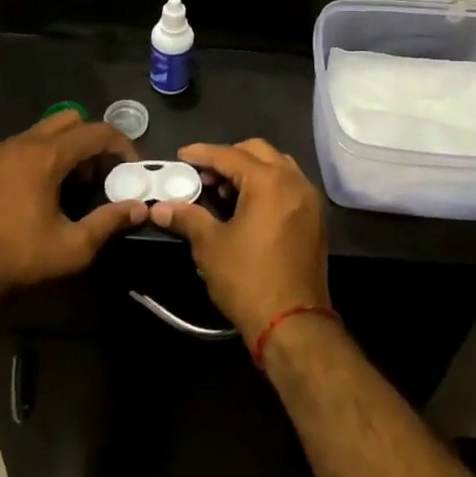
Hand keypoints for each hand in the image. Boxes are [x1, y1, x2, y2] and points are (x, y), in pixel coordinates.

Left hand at [0, 112, 148, 308]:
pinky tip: (22, 193)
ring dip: (57, 150)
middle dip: (88, 141)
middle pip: (67, 120)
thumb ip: (109, 222)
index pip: (95, 132)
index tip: (129, 165)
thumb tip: (140, 208)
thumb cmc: (18, 260)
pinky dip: (26, 160)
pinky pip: (8, 148)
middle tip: (93, 176)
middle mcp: (17, 142)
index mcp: (45, 156)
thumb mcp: (72, 248)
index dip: (120, 144)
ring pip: (35, 134)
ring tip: (59, 187)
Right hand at [149, 140, 329, 341]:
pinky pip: (289, 186)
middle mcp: (294, 182)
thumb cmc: (248, 280)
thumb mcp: (211, 246)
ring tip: (224, 191)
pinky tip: (247, 207)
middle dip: (228, 157)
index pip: (230, 155)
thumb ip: (187, 218)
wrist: (294, 325)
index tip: (181, 156)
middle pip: (258, 152)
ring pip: (277, 166)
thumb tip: (160, 208)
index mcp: (269, 182)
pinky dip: (267, 185)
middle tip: (204, 175)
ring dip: (250, 170)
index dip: (202, 154)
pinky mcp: (315, 219)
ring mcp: (309, 200)